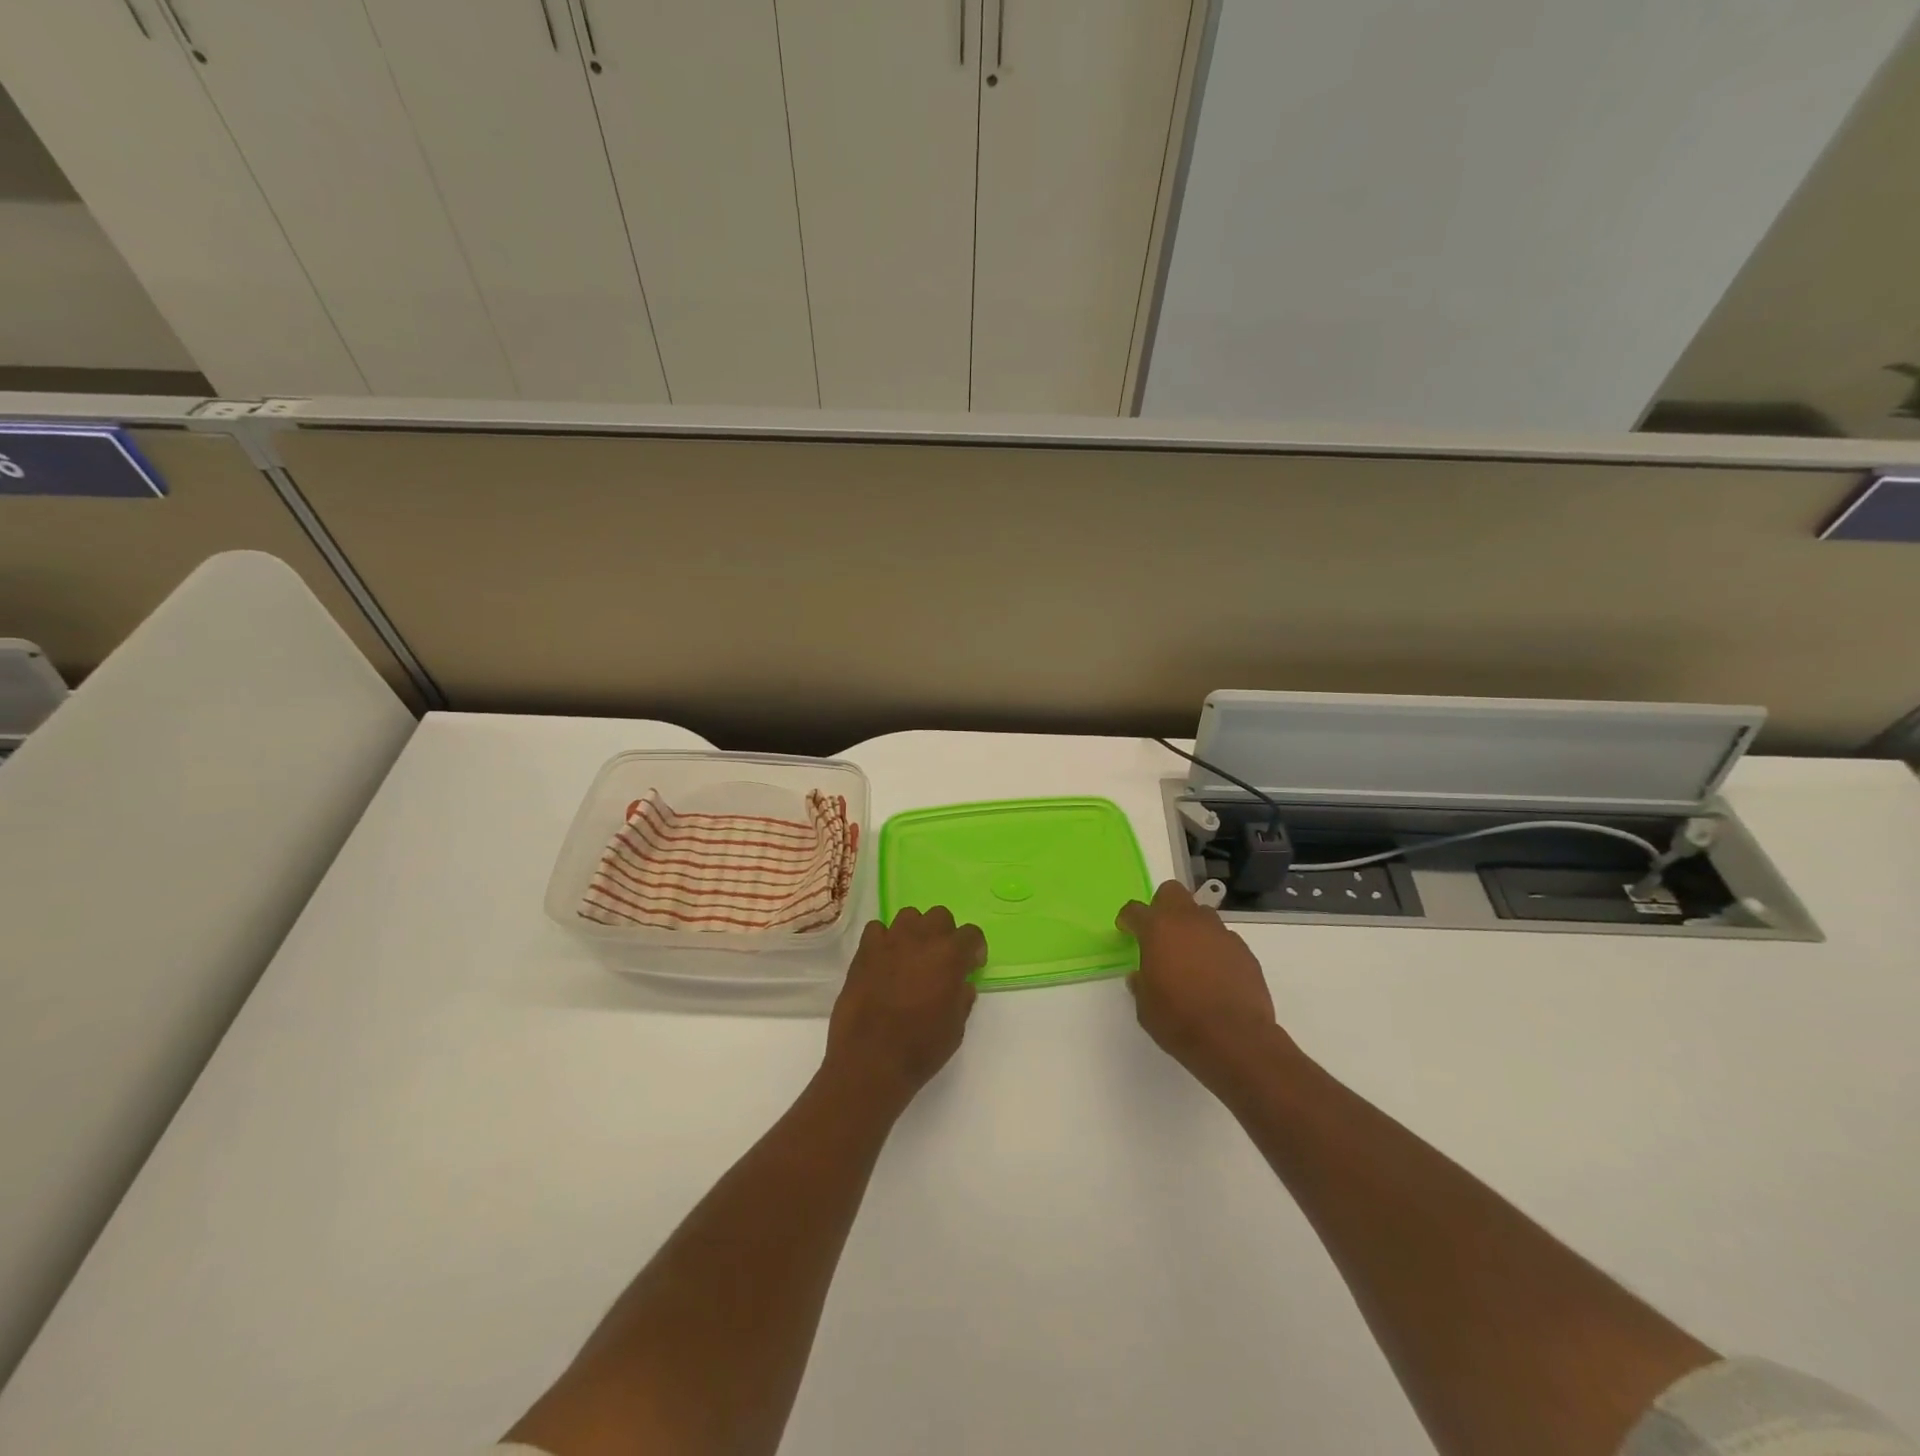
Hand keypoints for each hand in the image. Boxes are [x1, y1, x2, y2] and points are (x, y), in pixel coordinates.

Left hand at [822, 907, 985, 1111]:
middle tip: (941, 959)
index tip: (971, 966)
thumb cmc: (920, 1048)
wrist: (871, 1059)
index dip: (974, 949)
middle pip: (940, 916)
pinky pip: (877, 929)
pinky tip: (884, 960)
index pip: (972, 934)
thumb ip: (962, 998)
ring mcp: (890, 941)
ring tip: (911, 956)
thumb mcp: (956, 1028)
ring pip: (909, 916)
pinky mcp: (864, 951)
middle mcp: (922, 938)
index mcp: (950, 955)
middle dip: (945, 934)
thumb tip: (961, 985)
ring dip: (915, 931)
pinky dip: (883, 939)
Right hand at [1116, 880, 1290, 1095]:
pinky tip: (1215, 976)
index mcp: (1158, 929)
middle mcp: (1190, 922)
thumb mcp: (1145, 1006)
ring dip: (1192, 928)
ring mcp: (1221, 934)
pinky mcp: (1244, 951)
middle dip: (1163, 906)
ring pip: (1202, 915)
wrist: (1235, 1039)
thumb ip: (1141, 982)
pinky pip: (1224, 940)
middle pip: (1172, 892)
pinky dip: (1215, 950)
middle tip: (1160, 933)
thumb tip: (1142, 975)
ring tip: (1190, 958)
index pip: (1135, 910)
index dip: (1128, 919)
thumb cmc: (1178, 1020)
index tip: (1126, 929)